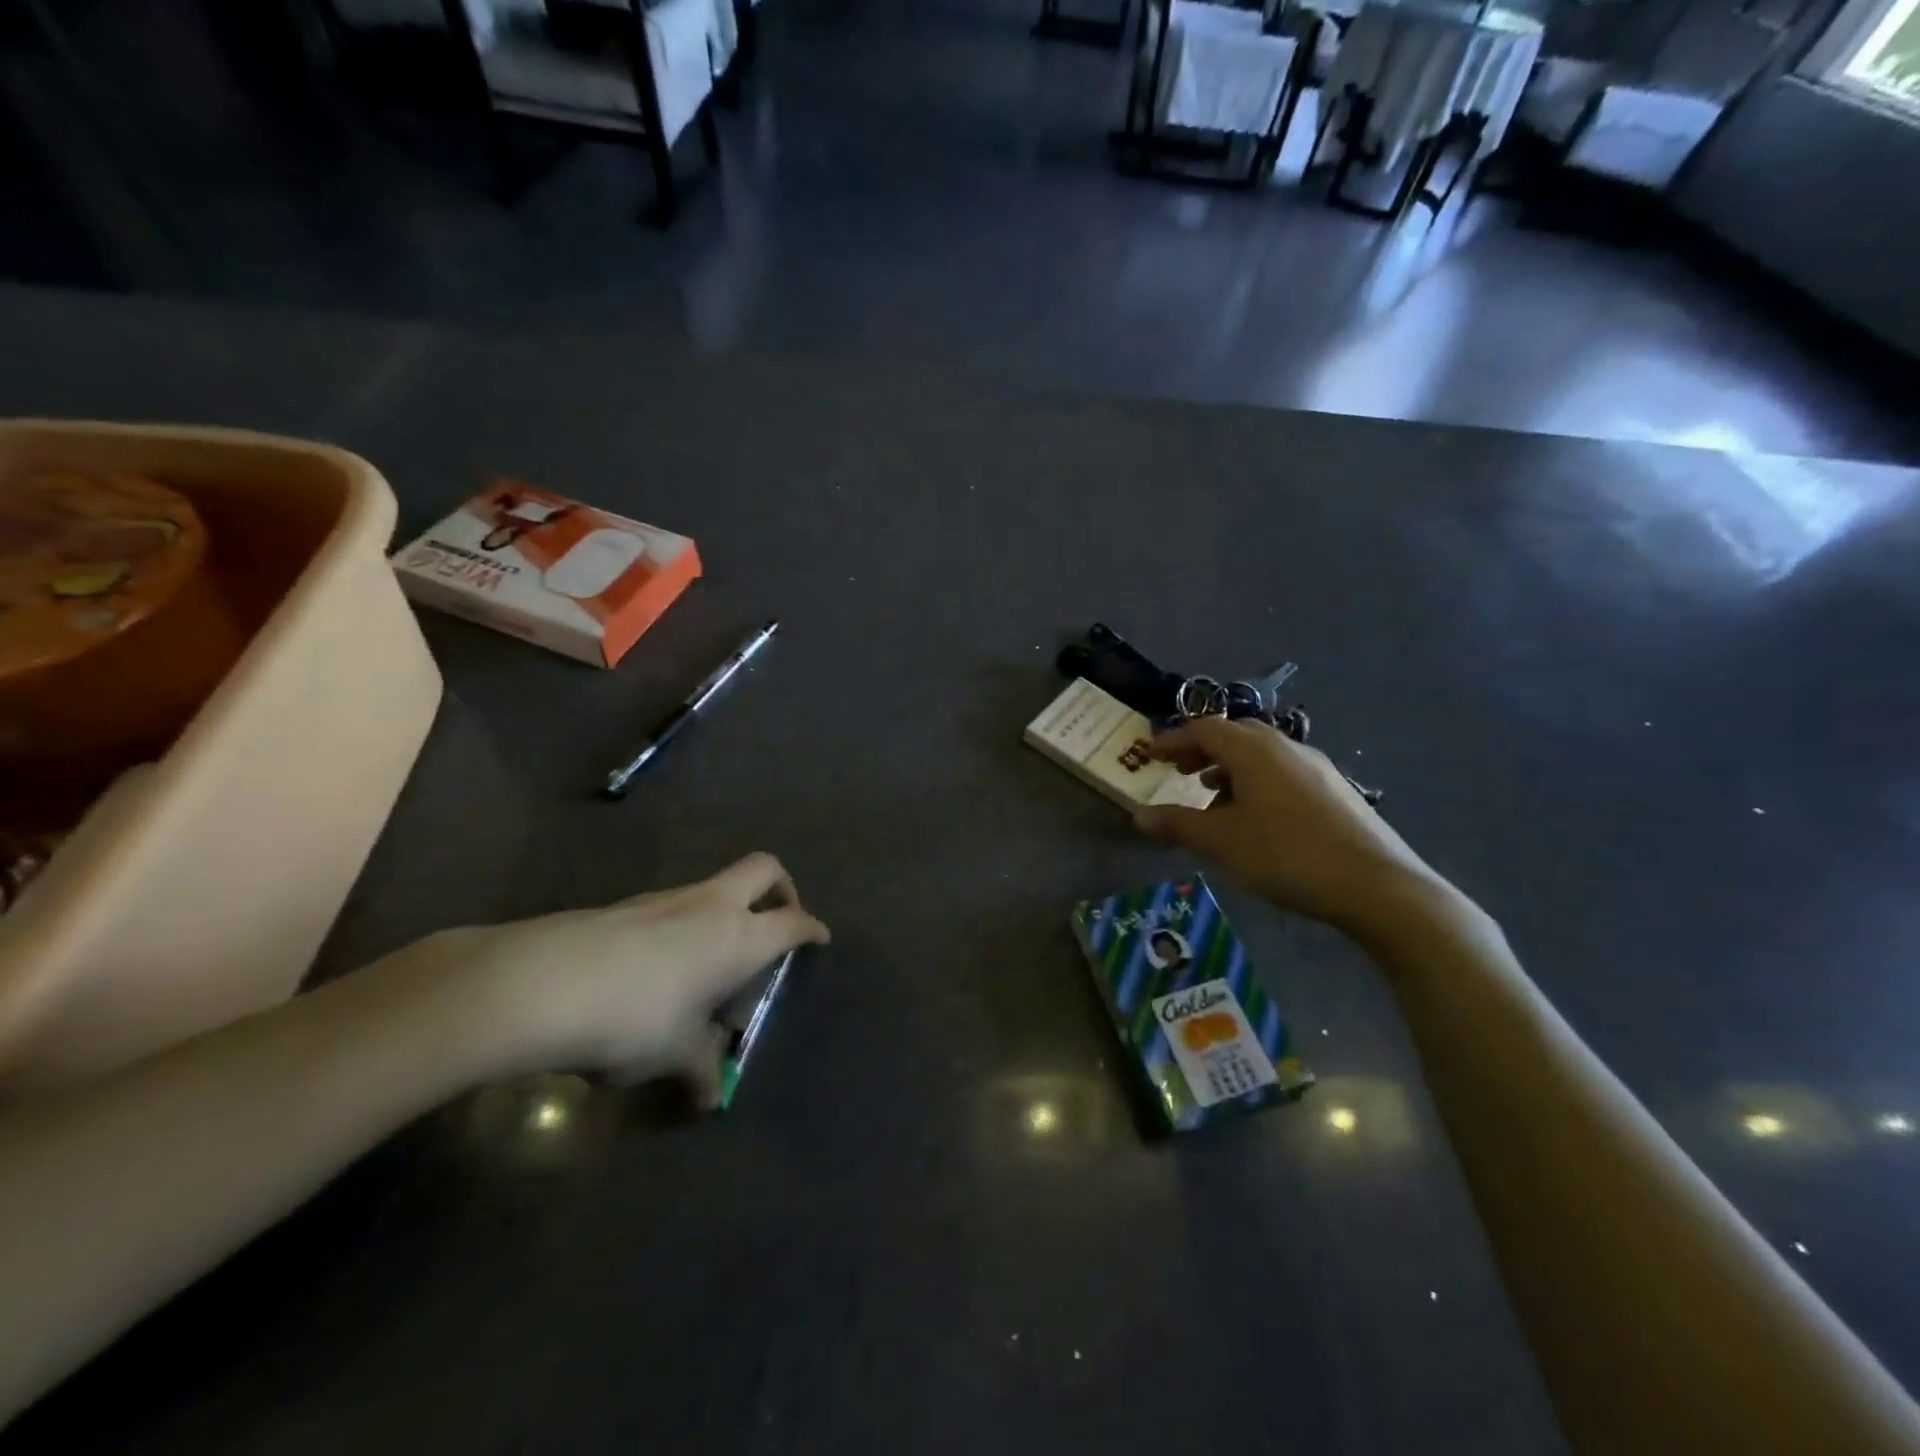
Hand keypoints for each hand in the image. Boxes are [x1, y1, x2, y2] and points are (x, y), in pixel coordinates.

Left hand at [403, 854, 829, 1100]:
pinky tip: (658, 971)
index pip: (793, 922)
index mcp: (740, 936)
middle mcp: (711, 905)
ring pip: (715, 886)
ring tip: (710, 964)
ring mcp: (667, 898)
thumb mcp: (674, 1054)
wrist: (539, 984)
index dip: (812, 929)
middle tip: (778, 920)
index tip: (820, 939)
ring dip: (726, 911)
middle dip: (782, 888)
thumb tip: (708, 1099)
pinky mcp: (626, 905)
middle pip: (764, 869)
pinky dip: (684, 925)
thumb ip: (700, 1071)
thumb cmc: (634, 1018)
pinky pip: (674, 905)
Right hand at [1133, 717, 1444, 939]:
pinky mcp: (1336, 790)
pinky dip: (1257, 782)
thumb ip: (1176, 824)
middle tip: (1180, 771)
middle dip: (1202, 750)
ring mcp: (1317, 766)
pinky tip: (1257, 817)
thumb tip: (1138, 816)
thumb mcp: (1221, 842)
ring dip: (1230, 768)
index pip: (1203, 729)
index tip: (1150, 755)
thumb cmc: (1287, 855)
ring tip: (1213, 798)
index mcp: (1253, 749)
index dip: (1173, 740)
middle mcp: (1285, 746)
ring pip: (1262, 754)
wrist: (1377, 885)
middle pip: (1235, 735)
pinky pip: (1284, 772)